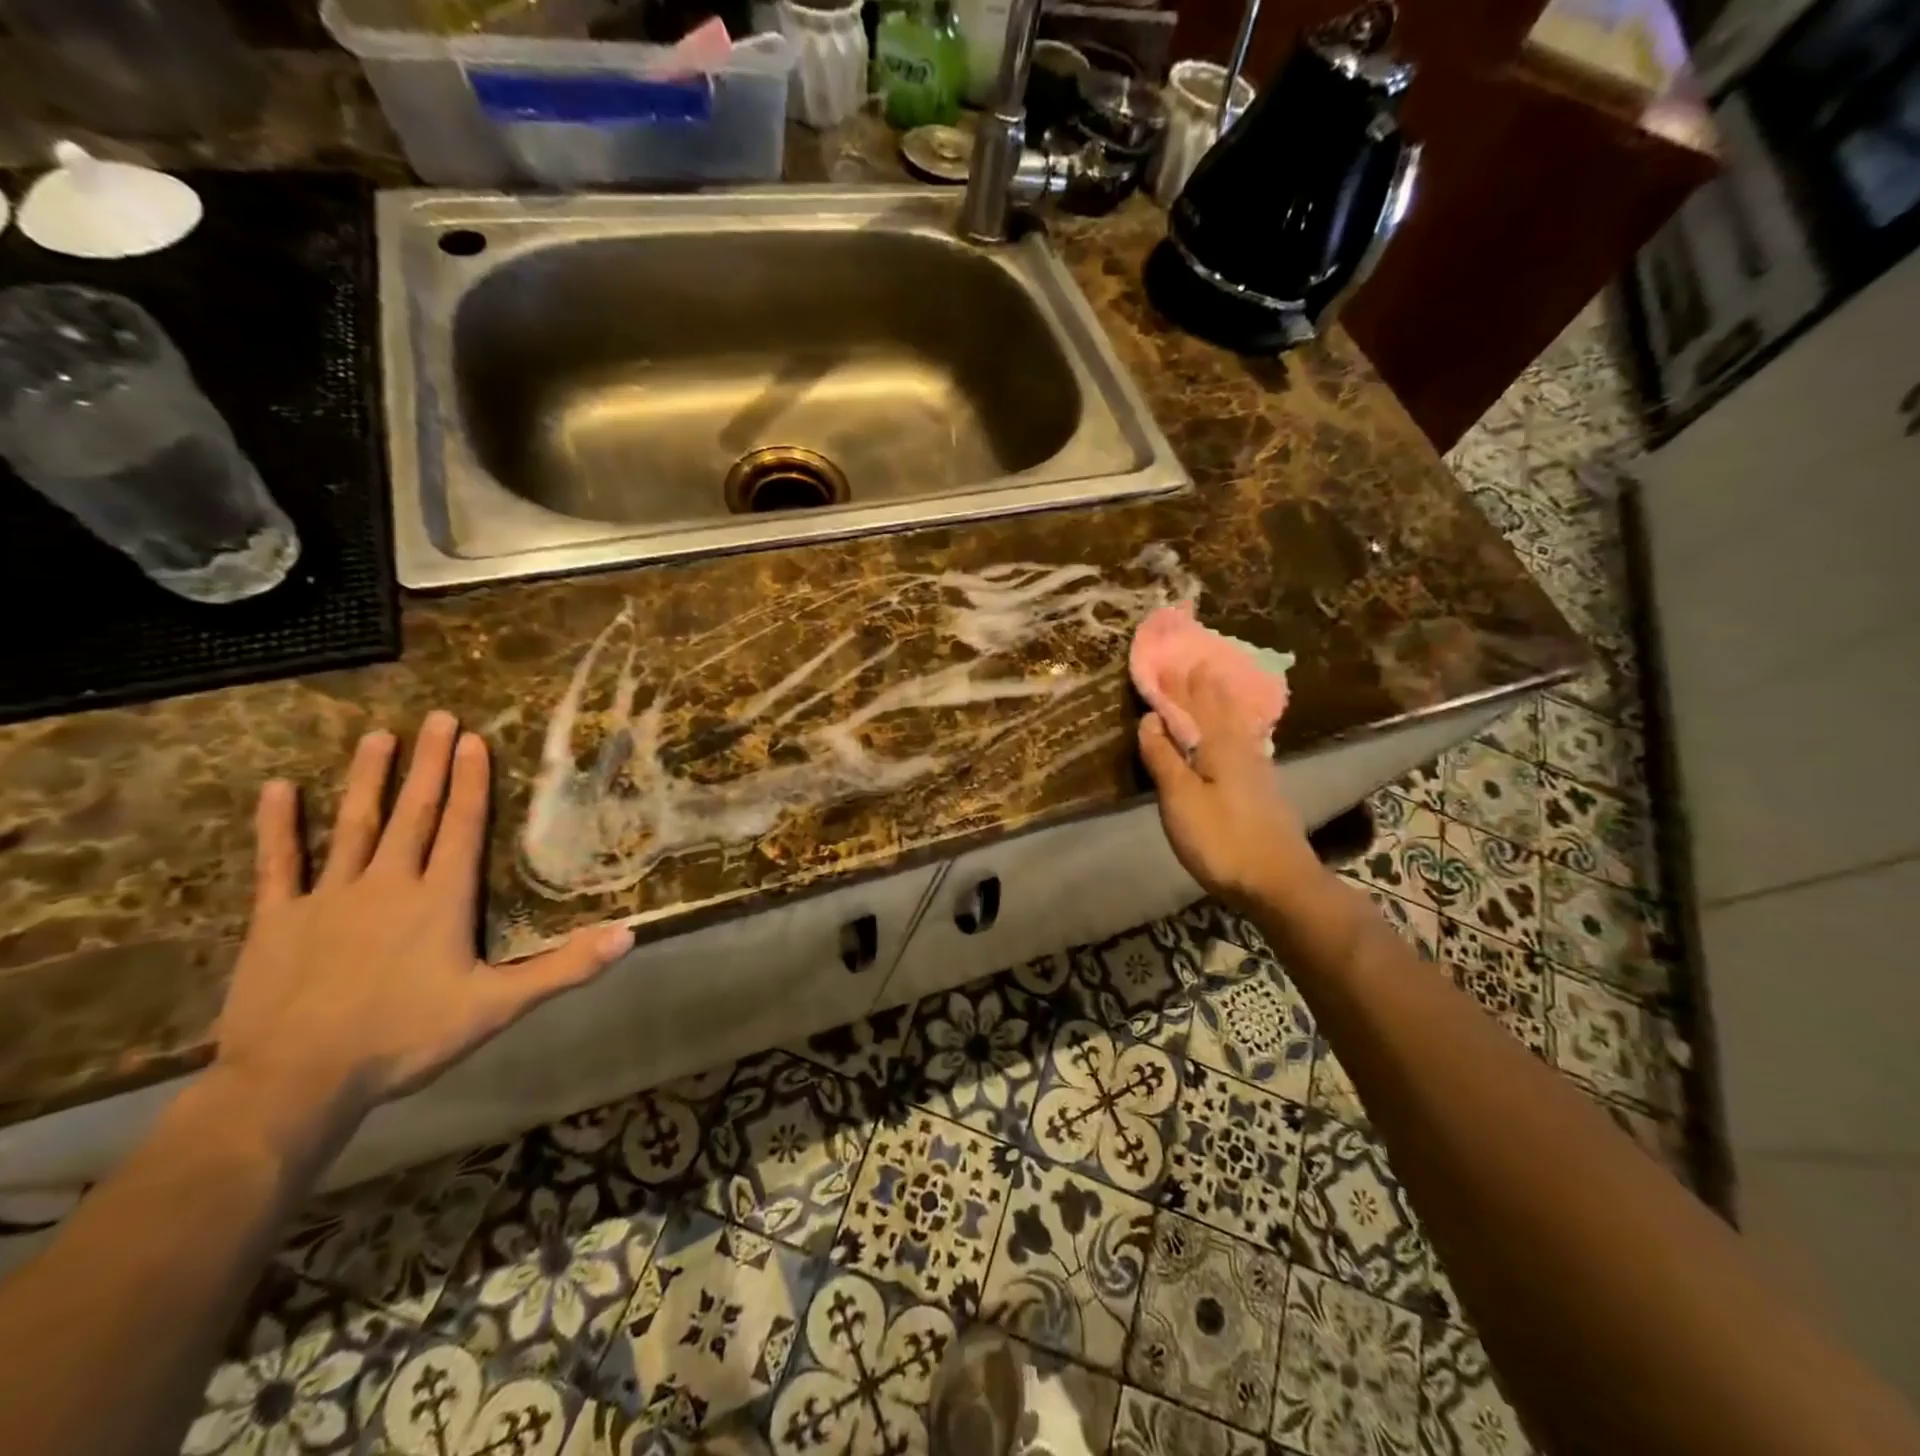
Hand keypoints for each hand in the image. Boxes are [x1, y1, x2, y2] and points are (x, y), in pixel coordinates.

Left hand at [214, 711, 634, 1118]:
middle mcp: (388, 883)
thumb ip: (565, 967)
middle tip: (436, 716)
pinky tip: (278, 789)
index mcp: (440, 899)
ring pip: (353, 825)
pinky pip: (278, 864)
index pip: (462, 827)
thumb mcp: (499, 1006)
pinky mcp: (278, 920)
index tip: (473, 739)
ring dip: (368, 779)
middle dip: (428, 763)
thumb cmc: (406, 1038)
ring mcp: (328, 897)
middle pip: (413, 812)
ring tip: (377, 736)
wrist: (296, 1082)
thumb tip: (630, 934)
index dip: (471, 781)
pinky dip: (278, 826)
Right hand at [1137, 664, 1315, 912]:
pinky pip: (1245, 741)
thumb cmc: (1221, 839)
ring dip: (1223, 702)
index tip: (1164, 663)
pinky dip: (1235, 726)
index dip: (1176, 687)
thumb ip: (1164, 758)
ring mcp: (1257, 769)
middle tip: (1195, 662)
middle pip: (1219, 710)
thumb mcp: (1180, 799)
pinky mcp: (1264, 789)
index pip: (1193, 707)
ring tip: (1216, 684)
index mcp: (1218, 747)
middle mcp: (1241, 750)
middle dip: (1203, 687)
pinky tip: (1240, 732)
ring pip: (1236, 724)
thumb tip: (1150, 719)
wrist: (1278, 881)